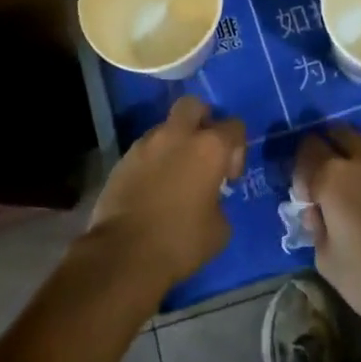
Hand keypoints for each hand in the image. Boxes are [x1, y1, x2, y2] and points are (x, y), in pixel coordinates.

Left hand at [88, 96, 245, 295]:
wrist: (123, 255)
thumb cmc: (180, 241)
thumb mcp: (219, 229)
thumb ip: (220, 202)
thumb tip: (211, 199)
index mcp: (209, 147)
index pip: (235, 126)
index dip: (237, 149)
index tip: (229, 177)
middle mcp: (177, 135)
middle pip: (194, 106)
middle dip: (202, 121)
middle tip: (203, 152)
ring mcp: (146, 144)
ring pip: (166, 128)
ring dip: (175, 143)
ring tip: (175, 175)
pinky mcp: (123, 159)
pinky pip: (145, 150)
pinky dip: (154, 161)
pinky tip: (153, 188)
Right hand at [294, 124, 360, 330]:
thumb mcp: (325, 259)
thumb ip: (316, 225)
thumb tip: (317, 210)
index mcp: (332, 177)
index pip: (307, 150)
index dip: (301, 170)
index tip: (307, 195)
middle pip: (337, 133)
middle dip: (327, 150)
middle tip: (328, 179)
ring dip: (356, 150)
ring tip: (358, 176)